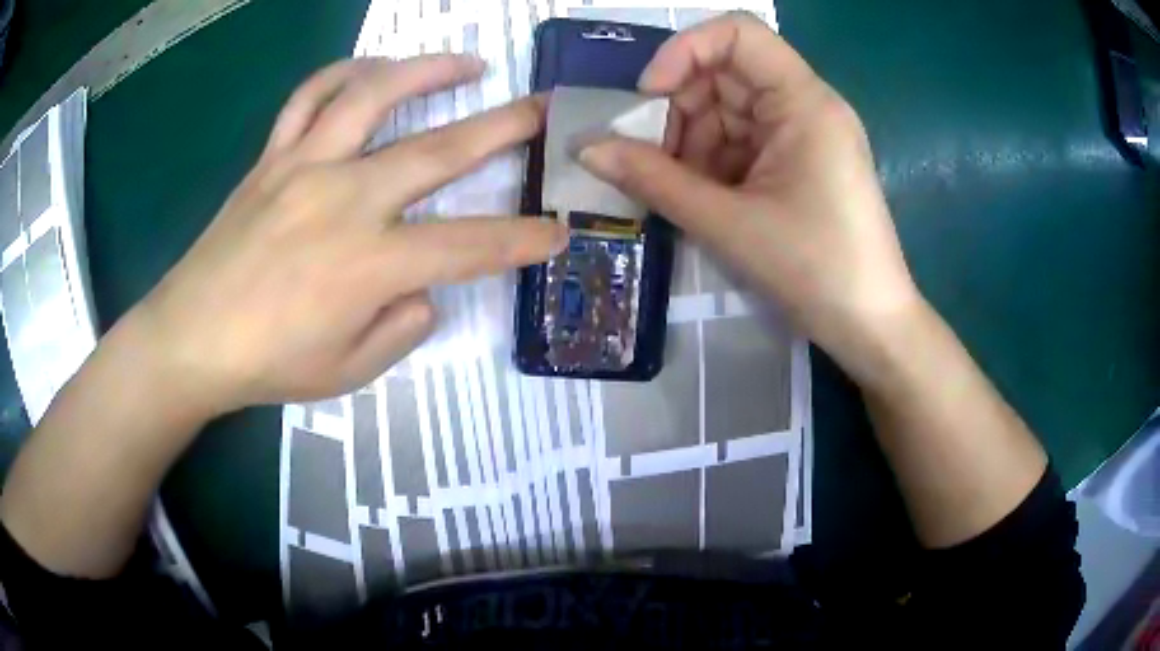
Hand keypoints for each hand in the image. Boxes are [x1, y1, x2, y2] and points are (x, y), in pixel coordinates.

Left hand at [128, 55, 565, 415]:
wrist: (191, 338)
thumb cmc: (268, 364)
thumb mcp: (348, 370)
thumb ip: (402, 326)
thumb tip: (424, 288)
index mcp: (368, 263)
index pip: (467, 246)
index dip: (521, 240)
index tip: (558, 231)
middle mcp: (344, 199)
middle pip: (438, 150)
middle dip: (503, 128)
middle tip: (541, 109)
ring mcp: (304, 166)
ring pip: (373, 95)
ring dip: (428, 71)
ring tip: (467, 62)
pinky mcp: (273, 158)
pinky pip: (309, 98)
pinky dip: (343, 73)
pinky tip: (370, 70)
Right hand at [579, 13, 919, 362]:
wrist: (870, 326)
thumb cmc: (814, 270)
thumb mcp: (727, 223)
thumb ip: (652, 179)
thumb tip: (584, 148)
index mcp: (804, 101)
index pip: (737, 33)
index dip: (683, 51)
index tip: (648, 98)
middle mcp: (805, 105)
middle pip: (725, 73)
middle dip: (679, 109)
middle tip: (648, 159)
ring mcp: (802, 135)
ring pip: (728, 111)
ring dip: (691, 143)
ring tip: (674, 189)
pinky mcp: (798, 163)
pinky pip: (742, 142)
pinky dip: (712, 163)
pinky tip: (699, 198)